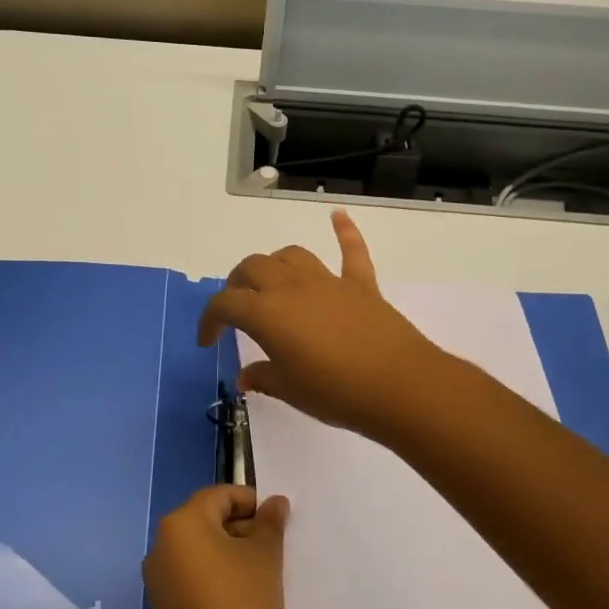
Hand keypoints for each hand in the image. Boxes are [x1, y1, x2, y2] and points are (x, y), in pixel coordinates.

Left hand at [143, 485, 289, 608]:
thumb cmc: (242, 607)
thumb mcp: (265, 559)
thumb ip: (270, 524)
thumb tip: (275, 502)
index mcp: (182, 523)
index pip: (220, 496)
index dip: (251, 503)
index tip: (277, 523)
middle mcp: (161, 543)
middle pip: (206, 520)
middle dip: (240, 528)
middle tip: (273, 550)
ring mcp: (157, 577)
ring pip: (198, 549)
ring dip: (228, 553)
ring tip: (260, 575)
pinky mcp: (161, 606)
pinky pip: (190, 575)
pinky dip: (213, 576)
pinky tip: (239, 598)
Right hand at [197, 210, 448, 442]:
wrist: (399, 387)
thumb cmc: (336, 393)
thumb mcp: (290, 390)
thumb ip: (263, 378)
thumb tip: (245, 377)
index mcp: (266, 314)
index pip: (225, 305)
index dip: (209, 320)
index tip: (208, 341)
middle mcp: (291, 288)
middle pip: (252, 268)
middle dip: (236, 284)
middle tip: (236, 309)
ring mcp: (327, 282)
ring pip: (291, 256)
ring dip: (274, 264)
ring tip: (271, 283)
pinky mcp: (361, 285)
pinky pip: (351, 251)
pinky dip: (344, 231)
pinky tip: (338, 216)